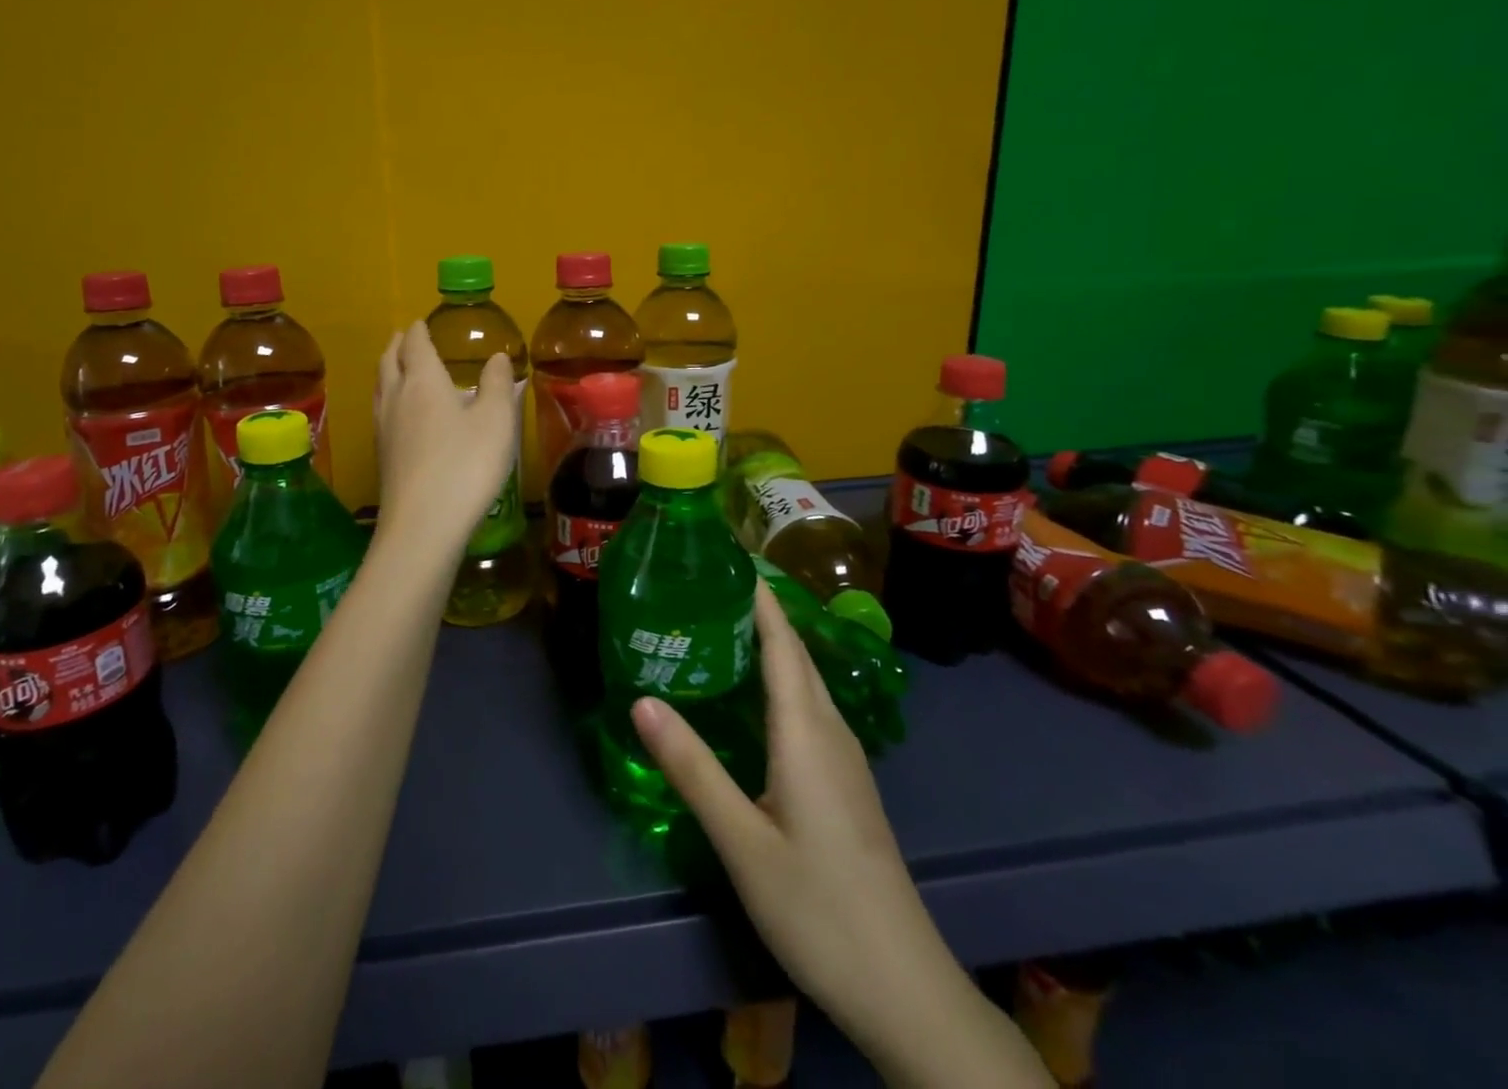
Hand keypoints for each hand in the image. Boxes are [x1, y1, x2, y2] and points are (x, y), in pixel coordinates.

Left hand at [374, 322, 517, 550]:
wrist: (423, 525)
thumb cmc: (466, 466)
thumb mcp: (496, 421)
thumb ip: (498, 385)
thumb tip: (497, 357)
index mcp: (424, 382)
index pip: (416, 345)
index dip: (419, 331)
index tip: (421, 322)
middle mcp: (397, 399)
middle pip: (389, 362)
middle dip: (397, 346)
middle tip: (404, 336)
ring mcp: (384, 429)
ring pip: (380, 388)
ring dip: (387, 370)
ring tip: (397, 367)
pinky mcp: (382, 457)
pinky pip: (381, 412)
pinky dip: (388, 398)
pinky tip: (399, 414)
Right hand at [631, 584, 1051, 1087]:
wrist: (903, 987)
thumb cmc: (818, 907)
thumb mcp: (742, 840)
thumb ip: (692, 768)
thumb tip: (641, 700)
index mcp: (807, 730)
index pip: (781, 642)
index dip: (758, 596)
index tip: (726, 557)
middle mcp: (831, 730)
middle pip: (795, 653)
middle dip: (758, 612)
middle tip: (706, 588)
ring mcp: (845, 758)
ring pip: (805, 681)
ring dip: (769, 645)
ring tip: (720, 628)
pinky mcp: (846, 783)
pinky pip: (809, 708)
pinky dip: (779, 681)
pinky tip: (752, 699)